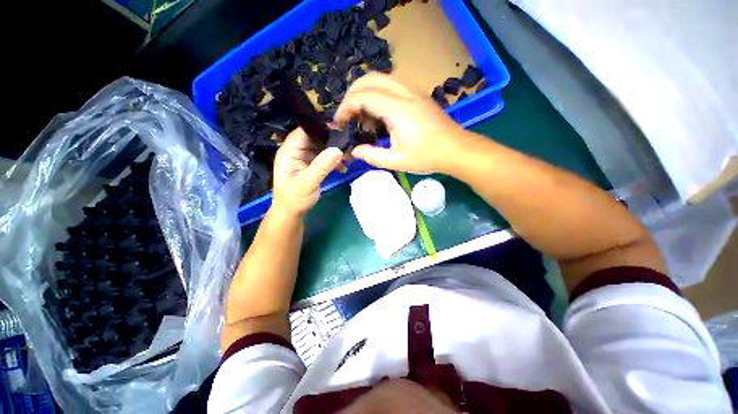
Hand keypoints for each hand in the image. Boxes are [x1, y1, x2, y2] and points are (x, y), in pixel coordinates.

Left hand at [271, 128, 342, 215]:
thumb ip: (322, 166)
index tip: (339, 129)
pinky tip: (342, 167)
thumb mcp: (308, 183)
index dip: (320, 128)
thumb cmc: (295, 198)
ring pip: (321, 148)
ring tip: (348, 157)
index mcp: (289, 151)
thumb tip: (338, 149)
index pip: (304, 132)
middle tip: (348, 145)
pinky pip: (323, 158)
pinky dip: (333, 161)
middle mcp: (296, 151)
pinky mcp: (311, 165)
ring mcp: (304, 158)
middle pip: (314, 138)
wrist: (291, 212)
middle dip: (331, 141)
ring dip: (334, 151)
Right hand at [335, 73, 466, 173]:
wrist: (456, 149)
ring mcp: (412, 91)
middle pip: (369, 79)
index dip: (346, 108)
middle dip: (352, 95)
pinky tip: (379, 118)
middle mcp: (404, 93)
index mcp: (398, 110)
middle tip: (348, 118)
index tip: (340, 124)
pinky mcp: (416, 95)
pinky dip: (377, 96)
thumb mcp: (397, 162)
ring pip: (380, 79)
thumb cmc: (428, 157)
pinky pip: (390, 86)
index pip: (363, 96)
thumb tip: (354, 151)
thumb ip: (372, 156)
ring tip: (364, 121)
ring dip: (365, 95)